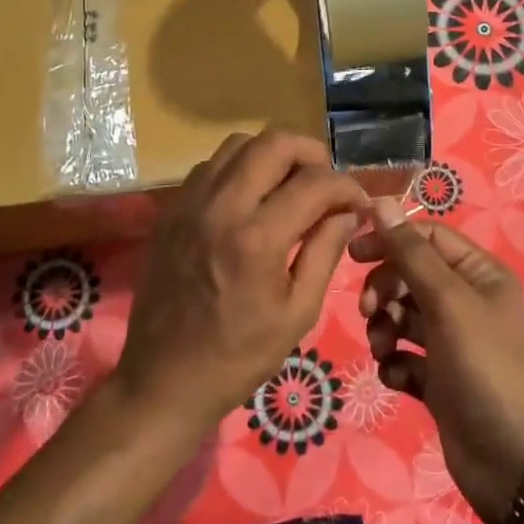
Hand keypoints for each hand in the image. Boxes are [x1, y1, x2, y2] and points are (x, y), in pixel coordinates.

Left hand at [116, 131, 366, 432]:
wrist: (163, 381)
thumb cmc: (239, 357)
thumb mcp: (297, 312)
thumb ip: (326, 251)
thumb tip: (349, 211)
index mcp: (256, 239)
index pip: (314, 183)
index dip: (347, 186)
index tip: (360, 203)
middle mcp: (220, 207)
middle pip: (273, 142)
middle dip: (311, 153)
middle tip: (327, 182)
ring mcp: (189, 204)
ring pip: (238, 144)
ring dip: (273, 155)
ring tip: (291, 184)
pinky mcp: (170, 211)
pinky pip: (210, 166)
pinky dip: (240, 168)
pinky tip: (252, 199)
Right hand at [350, 203, 523, 523]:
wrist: (512, 460)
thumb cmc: (483, 367)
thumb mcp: (447, 302)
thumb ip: (410, 254)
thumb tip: (379, 202)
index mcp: (478, 273)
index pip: (427, 237)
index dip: (390, 239)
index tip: (353, 253)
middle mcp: (465, 301)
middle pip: (409, 276)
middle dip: (385, 291)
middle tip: (370, 313)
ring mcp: (451, 342)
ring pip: (402, 317)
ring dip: (385, 329)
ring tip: (385, 349)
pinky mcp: (438, 379)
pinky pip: (404, 356)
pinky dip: (395, 363)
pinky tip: (398, 378)